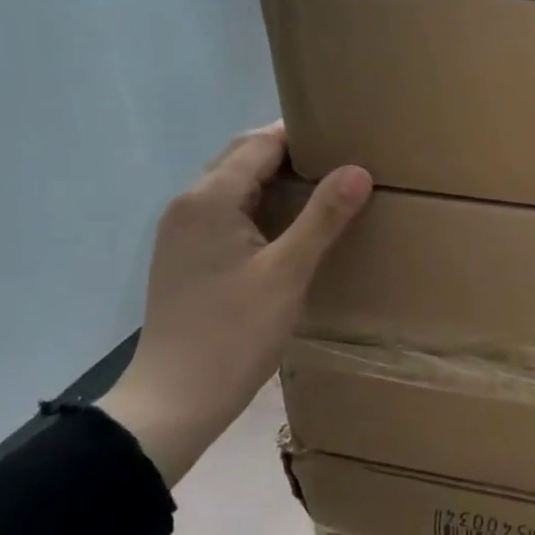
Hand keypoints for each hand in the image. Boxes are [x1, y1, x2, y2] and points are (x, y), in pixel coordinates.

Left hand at [99, 124, 370, 487]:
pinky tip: (293, 228)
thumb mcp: (288, 273)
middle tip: (343, 160)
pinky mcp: (188, 258)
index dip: (303, 135)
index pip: (259, 143)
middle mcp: (189, 205)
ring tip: (327, 190)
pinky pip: (229, 213)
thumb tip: (358, 170)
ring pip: (235, 187)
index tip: (347, 135)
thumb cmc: (234, 333)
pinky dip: (262, 207)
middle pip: (242, 159)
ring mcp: (183, 233)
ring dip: (277, 181)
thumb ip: (323, 218)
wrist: (175, 399)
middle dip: (290, 153)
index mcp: (209, 199)